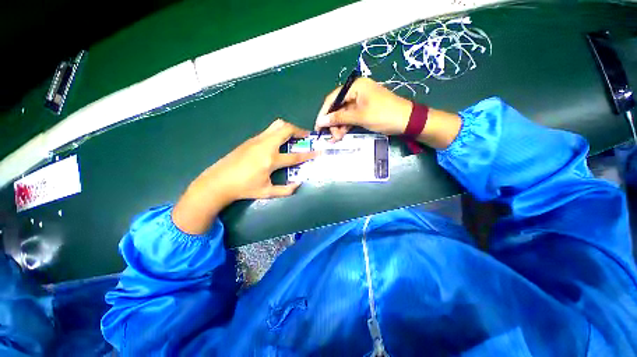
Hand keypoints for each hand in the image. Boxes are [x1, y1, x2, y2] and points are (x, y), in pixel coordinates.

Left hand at [172, 119, 317, 233]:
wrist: (218, 181)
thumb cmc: (244, 188)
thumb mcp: (267, 192)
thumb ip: (285, 190)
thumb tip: (298, 185)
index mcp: (271, 159)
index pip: (295, 155)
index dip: (309, 154)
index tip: (319, 152)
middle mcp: (265, 145)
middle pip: (286, 129)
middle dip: (299, 130)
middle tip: (305, 136)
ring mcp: (257, 140)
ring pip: (276, 125)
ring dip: (288, 129)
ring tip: (293, 136)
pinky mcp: (250, 139)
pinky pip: (269, 131)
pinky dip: (278, 133)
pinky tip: (278, 143)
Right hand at [315, 77, 412, 140]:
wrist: (407, 121)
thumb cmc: (383, 115)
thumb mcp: (359, 116)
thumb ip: (339, 118)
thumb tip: (321, 121)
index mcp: (355, 86)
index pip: (333, 98)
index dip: (324, 113)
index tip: (318, 126)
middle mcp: (356, 91)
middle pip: (337, 107)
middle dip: (333, 122)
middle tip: (330, 136)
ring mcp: (360, 101)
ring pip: (343, 114)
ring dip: (339, 126)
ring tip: (336, 138)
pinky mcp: (364, 110)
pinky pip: (350, 117)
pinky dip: (346, 126)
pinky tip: (342, 135)